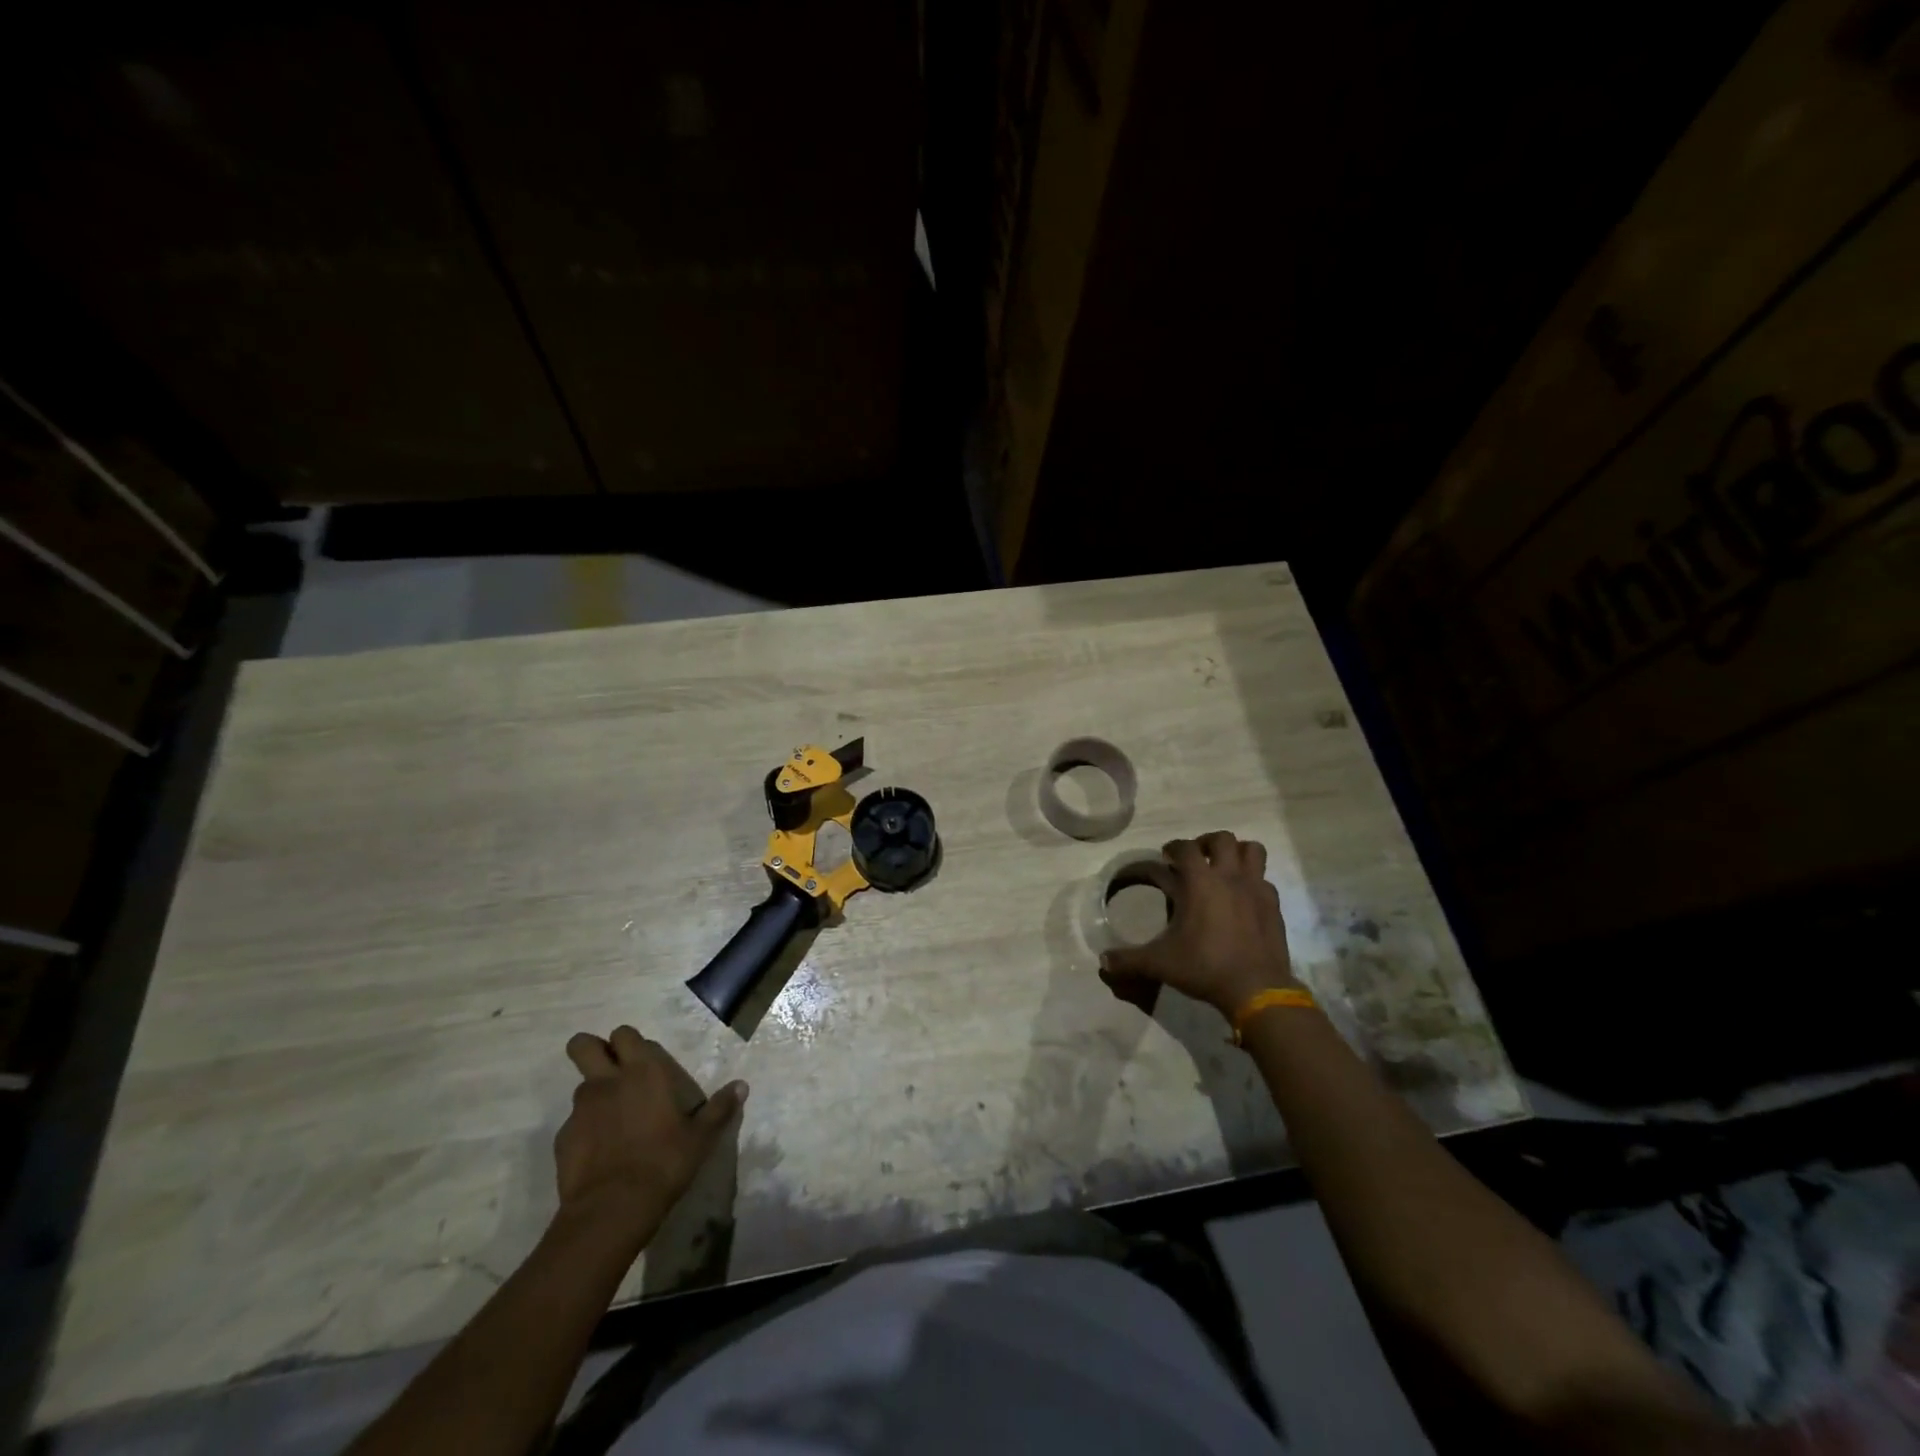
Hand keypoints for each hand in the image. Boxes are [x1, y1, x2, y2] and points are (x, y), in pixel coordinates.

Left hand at [555, 1026, 746, 1238]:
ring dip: (594, 1095)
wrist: (612, 1209)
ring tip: (613, 1122)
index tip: (639, 1057)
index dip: (628, 1042)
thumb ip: (720, 1108)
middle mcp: (608, 1081)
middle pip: (583, 1045)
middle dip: (592, 1050)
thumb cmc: (664, 1162)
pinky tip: (600, 1154)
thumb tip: (742, 1086)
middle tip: (611, 1071)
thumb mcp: (701, 1138)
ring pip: (581, 1086)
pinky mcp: (562, 1139)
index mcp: (644, 1071)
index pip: (625, 1034)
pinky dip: (584, 1132)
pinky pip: (573, 1124)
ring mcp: (580, 1109)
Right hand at [1100, 831, 1297, 1015]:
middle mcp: (1229, 877)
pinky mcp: (1274, 905)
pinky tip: (1243, 898)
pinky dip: (1253, 881)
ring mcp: (1256, 889)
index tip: (1165, 856)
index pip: (1184, 847)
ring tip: (1224, 868)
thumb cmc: (1204, 967)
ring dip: (1237, 852)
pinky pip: (1264, 880)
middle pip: (1222, 839)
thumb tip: (1102, 961)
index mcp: (1199, 882)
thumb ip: (1128, 959)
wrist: (1256, 989)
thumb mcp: (1159, 963)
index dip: (1172, 847)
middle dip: (1206, 843)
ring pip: (1252, 850)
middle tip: (1196, 859)